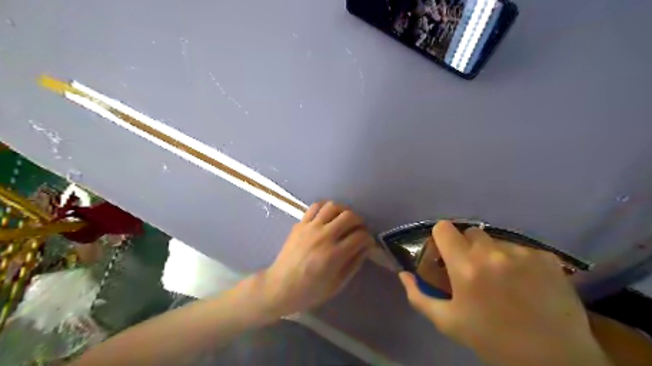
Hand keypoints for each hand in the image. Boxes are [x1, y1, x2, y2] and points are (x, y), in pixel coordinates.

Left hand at [258, 200, 370, 316]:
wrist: (279, 287)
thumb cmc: (309, 291)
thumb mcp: (337, 284)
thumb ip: (354, 264)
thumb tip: (366, 247)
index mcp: (334, 255)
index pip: (360, 236)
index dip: (368, 238)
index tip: (367, 242)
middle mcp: (324, 236)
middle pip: (349, 216)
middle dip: (359, 221)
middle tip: (358, 230)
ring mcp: (310, 228)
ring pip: (333, 206)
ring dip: (343, 211)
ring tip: (344, 220)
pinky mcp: (300, 224)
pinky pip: (316, 206)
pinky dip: (326, 207)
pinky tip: (329, 216)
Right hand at [397, 221, 610, 365]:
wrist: (555, 360)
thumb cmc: (493, 340)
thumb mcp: (448, 322)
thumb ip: (419, 296)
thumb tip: (404, 275)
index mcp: (465, 266)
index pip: (444, 228)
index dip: (441, 238)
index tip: (445, 254)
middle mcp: (492, 252)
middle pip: (470, 232)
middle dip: (467, 247)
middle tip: (474, 271)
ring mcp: (522, 252)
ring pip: (496, 240)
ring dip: (493, 254)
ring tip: (503, 280)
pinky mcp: (547, 257)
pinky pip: (521, 249)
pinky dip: (518, 261)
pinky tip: (526, 283)